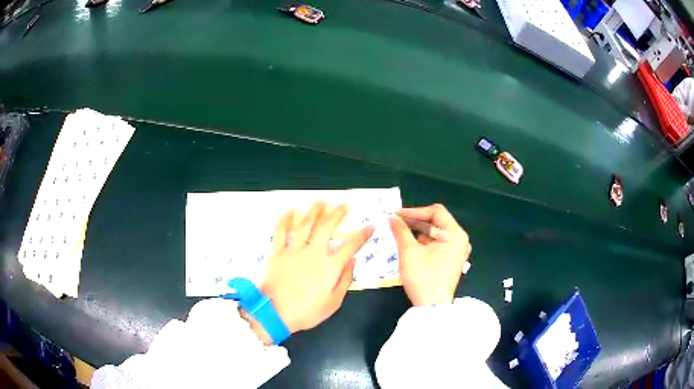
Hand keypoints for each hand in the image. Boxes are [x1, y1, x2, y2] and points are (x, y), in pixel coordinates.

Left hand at [261, 202, 372, 333]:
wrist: (274, 312)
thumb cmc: (306, 311)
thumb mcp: (333, 302)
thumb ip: (345, 280)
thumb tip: (353, 261)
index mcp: (329, 266)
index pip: (350, 246)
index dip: (362, 235)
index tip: (370, 227)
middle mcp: (313, 252)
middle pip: (327, 227)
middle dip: (337, 214)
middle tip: (343, 205)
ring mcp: (293, 250)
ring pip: (305, 224)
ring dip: (314, 211)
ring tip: (321, 201)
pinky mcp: (277, 251)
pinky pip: (281, 231)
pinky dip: (286, 219)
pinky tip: (290, 210)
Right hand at [389, 204, 470, 305]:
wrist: (432, 306)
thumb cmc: (423, 277)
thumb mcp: (408, 251)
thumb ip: (400, 230)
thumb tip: (391, 217)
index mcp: (455, 234)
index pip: (435, 212)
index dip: (414, 211)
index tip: (396, 215)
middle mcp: (460, 239)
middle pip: (437, 222)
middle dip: (415, 221)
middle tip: (395, 222)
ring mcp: (457, 250)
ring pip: (436, 233)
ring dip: (418, 231)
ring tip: (399, 232)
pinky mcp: (452, 259)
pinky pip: (438, 244)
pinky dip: (424, 242)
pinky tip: (409, 244)